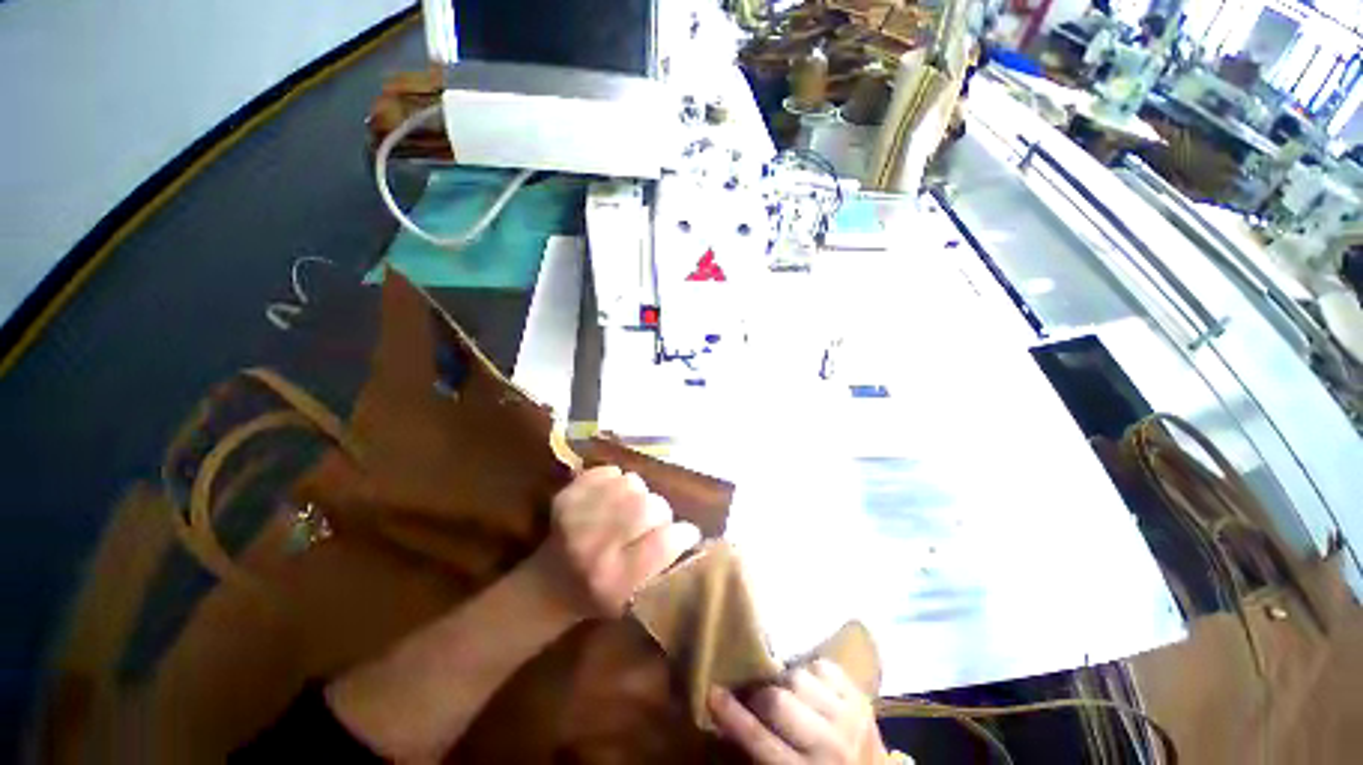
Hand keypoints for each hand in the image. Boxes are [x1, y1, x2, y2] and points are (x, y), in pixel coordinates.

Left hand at [526, 466, 701, 618]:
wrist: (547, 586)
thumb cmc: (600, 597)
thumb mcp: (636, 598)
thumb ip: (665, 567)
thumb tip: (692, 532)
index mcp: (615, 581)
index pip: (665, 543)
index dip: (683, 534)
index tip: (687, 533)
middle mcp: (594, 548)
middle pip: (649, 507)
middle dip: (661, 512)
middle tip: (655, 520)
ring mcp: (576, 518)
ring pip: (632, 483)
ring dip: (639, 494)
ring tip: (632, 507)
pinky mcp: (566, 497)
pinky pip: (608, 471)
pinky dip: (616, 480)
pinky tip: (612, 496)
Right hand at [709, 660, 887, 764]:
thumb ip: (760, 751)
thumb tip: (726, 718)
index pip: (759, 739)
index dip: (731, 715)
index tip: (711, 693)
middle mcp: (829, 744)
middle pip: (778, 701)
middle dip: (760, 696)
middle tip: (754, 697)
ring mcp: (849, 717)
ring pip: (798, 677)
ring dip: (785, 682)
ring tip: (785, 693)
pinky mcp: (860, 696)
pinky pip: (822, 666)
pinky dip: (809, 671)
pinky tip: (809, 687)